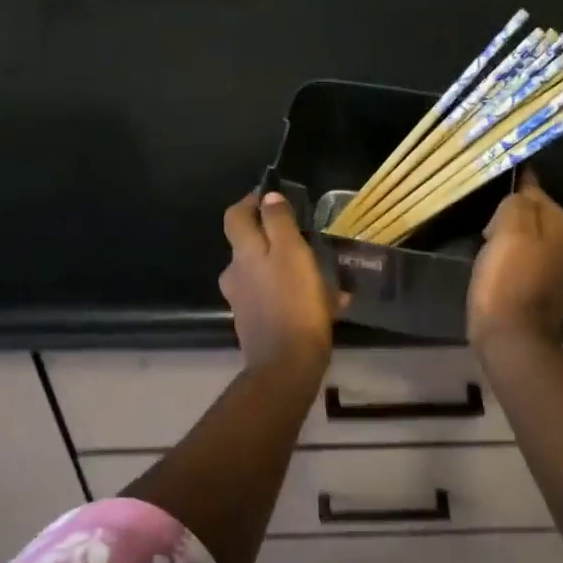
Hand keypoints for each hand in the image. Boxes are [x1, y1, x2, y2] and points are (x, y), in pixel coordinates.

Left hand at [221, 191, 344, 375]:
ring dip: (287, 268)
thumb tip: (268, 197)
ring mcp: (244, 302)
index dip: (249, 202)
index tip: (271, 197)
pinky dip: (294, 294)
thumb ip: (279, 223)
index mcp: (244, 254)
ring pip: (264, 273)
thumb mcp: (292, 254)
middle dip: (272, 236)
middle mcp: (236, 275)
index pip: (235, 216)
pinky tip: (327, 304)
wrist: (286, 366)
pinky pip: (275, 299)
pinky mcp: (257, 325)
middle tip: (302, 235)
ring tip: (322, 273)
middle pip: (249, 245)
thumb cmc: (294, 304)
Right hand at [468, 171, 562, 351]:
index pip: (533, 189)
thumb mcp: (507, 228)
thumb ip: (516, 202)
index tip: (485, 207)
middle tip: (484, 235)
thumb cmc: (506, 281)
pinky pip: (528, 261)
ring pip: (530, 238)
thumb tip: (520, 195)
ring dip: (509, 242)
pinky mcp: (551, 288)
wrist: (514, 340)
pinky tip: (498, 273)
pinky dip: (513, 263)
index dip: (506, 197)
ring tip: (487, 254)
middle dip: (508, 220)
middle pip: (532, 215)